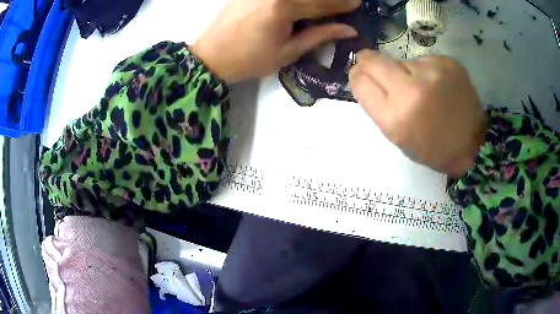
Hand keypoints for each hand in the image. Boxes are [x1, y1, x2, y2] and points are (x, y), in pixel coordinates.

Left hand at [191, 0, 360, 83]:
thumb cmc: (250, 59)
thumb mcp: (288, 51)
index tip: (358, 2)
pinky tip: (305, 4)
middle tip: (345, 2)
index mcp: (282, 7)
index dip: (342, 4)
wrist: (212, 55)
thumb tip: (349, 29)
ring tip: (326, 5)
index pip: (322, 3)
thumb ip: (320, 35)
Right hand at [349, 50, 488, 177]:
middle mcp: (411, 90)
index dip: (357, 75)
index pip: (361, 81)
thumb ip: (377, 105)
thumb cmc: (433, 148)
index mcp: (395, 117)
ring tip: (423, 89)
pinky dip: (425, 71)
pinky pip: (423, 60)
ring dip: (404, 72)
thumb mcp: (398, 137)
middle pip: (374, 61)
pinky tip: (438, 85)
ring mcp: (432, 72)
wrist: (473, 144)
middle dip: (368, 61)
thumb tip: (364, 75)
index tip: (359, 73)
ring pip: (402, 61)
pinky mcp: (447, 62)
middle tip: (372, 64)